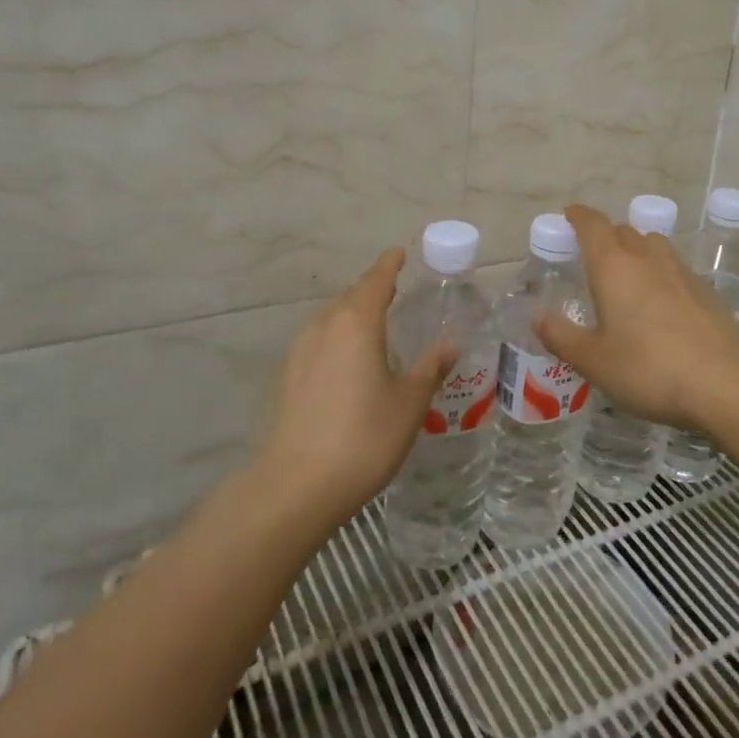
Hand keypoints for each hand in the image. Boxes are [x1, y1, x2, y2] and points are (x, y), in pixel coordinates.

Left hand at [256, 249, 455, 524]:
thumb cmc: (365, 436)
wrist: (298, 484)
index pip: (375, 280)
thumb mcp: (410, 401)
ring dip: (353, 316)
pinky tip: (349, 364)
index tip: (399, 253)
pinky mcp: (288, 377)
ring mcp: (300, 351)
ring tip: (375, 328)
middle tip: (396, 294)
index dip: (389, 265)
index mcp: (357, 322)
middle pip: (350, 297)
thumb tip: (450, 344)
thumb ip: (430, 368)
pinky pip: (319, 342)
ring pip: (331, 320)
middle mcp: (324, 326)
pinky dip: (338, 340)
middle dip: (372, 291)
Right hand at [537, 203, 738, 433]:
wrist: (723, 384)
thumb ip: (562, 336)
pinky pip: (676, 269)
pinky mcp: (706, 292)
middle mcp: (648, 259)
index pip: (593, 225)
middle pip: (624, 231)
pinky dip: (661, 274)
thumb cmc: (648, 369)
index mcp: (614, 267)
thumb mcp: (594, 360)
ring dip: (637, 250)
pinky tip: (661, 302)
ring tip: (627, 273)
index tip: (569, 215)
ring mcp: (682, 273)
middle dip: (606, 235)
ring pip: (654, 245)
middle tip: (592, 255)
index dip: (579, 216)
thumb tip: (539, 317)